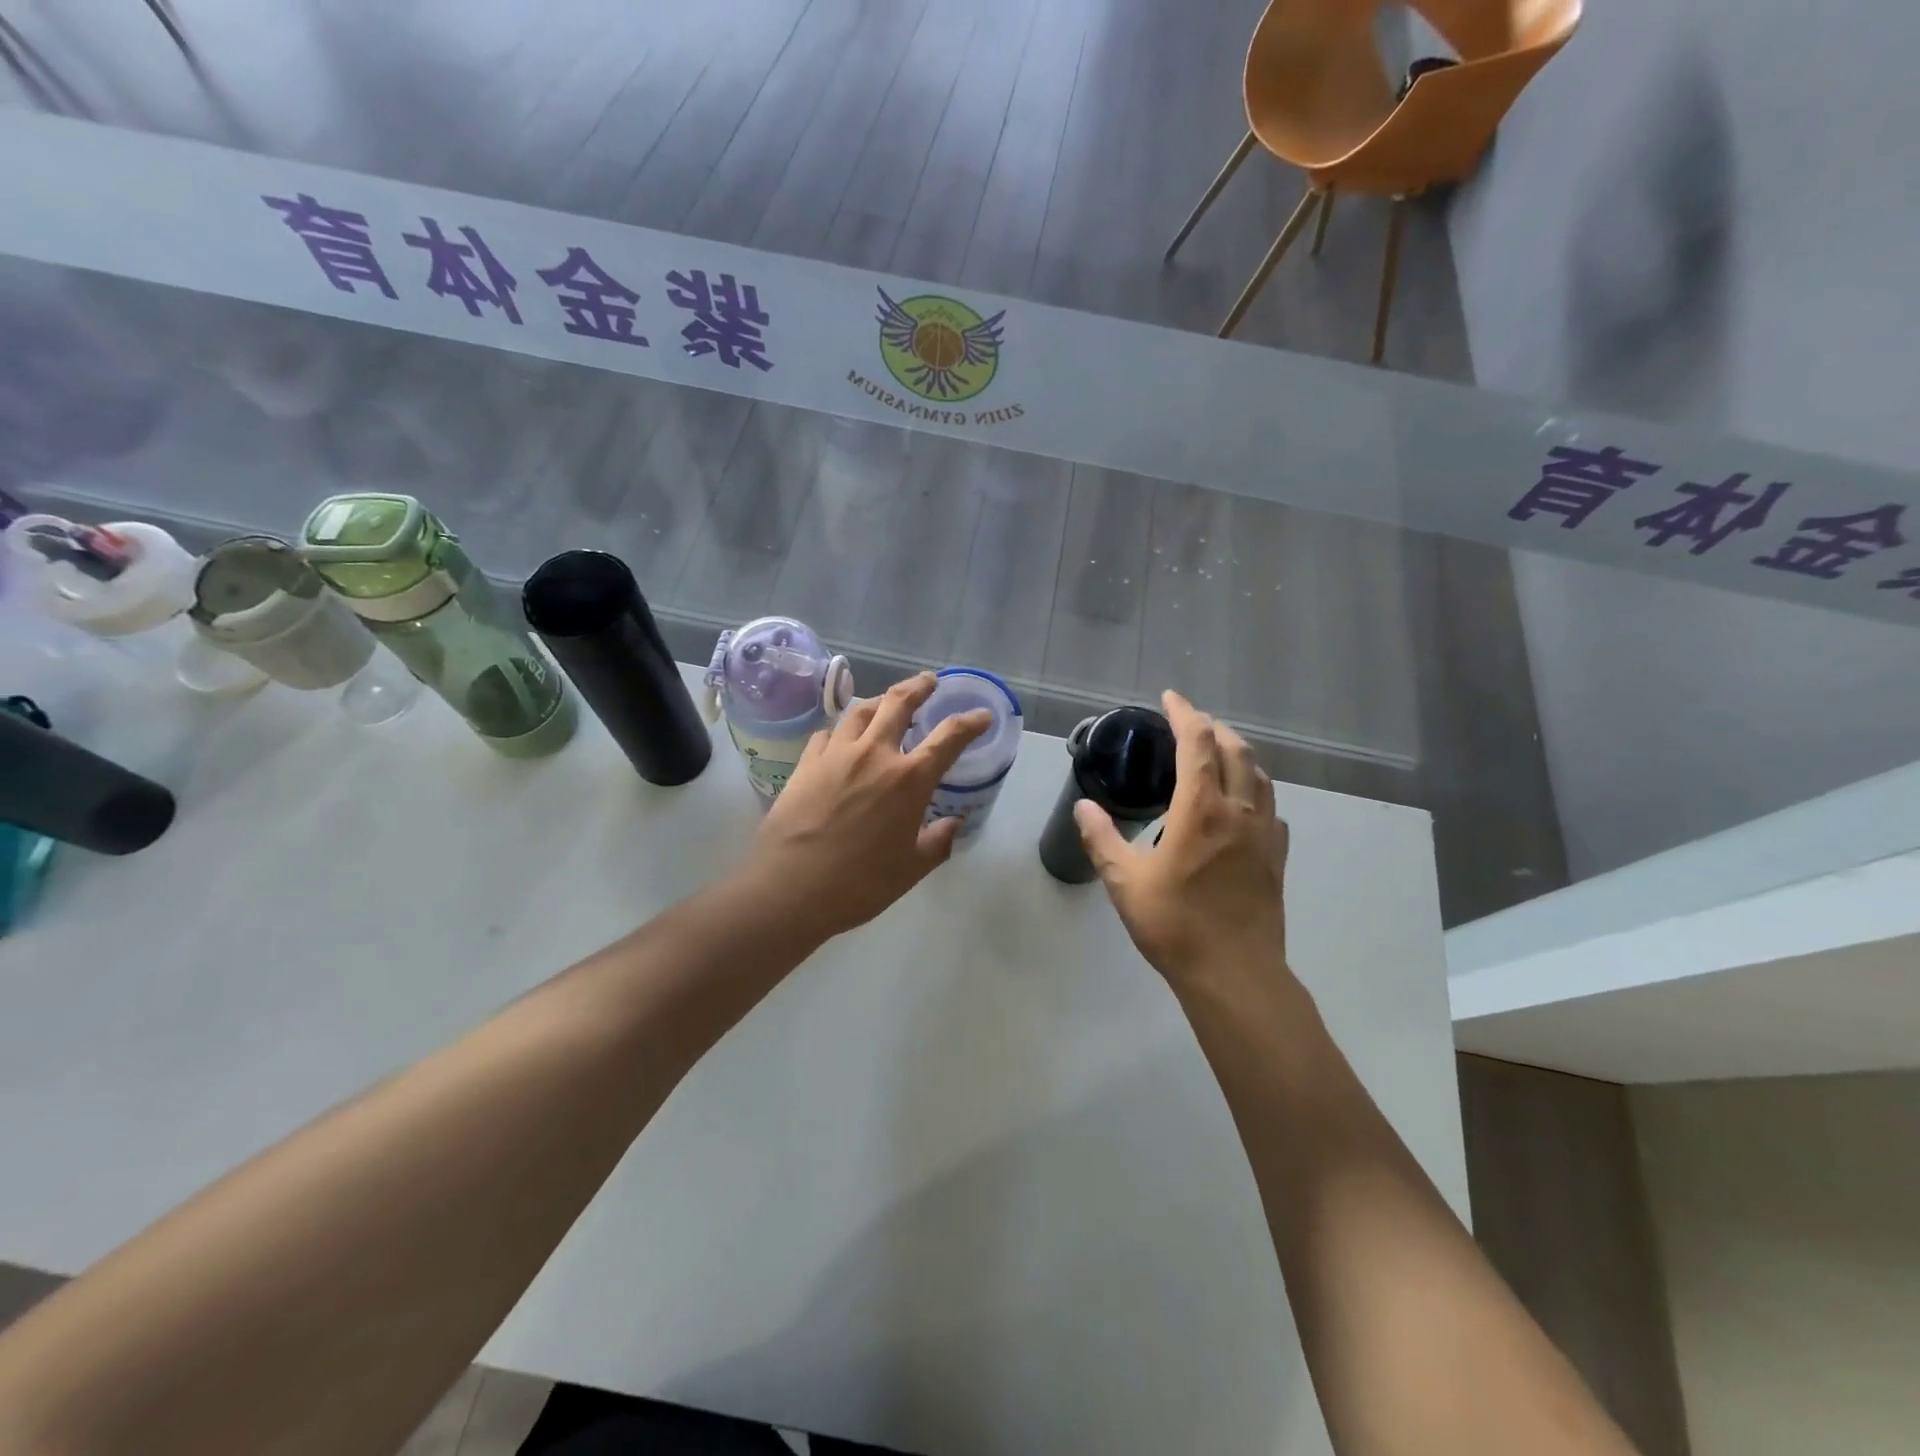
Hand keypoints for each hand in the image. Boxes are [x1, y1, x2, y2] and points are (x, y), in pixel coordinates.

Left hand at [742, 672, 990, 944]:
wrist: (790, 888)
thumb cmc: (859, 884)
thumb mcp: (911, 870)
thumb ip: (937, 842)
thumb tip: (952, 824)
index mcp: (909, 780)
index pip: (949, 738)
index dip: (970, 722)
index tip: (982, 715)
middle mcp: (874, 754)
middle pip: (899, 703)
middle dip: (919, 686)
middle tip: (929, 680)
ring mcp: (836, 755)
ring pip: (860, 711)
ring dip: (879, 701)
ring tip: (886, 702)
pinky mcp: (805, 764)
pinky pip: (828, 734)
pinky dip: (842, 730)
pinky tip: (842, 739)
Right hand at [1075, 690, 1289, 987]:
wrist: (1234, 973)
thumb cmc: (1175, 924)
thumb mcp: (1125, 882)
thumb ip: (1102, 839)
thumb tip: (1083, 807)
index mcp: (1202, 809)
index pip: (1198, 743)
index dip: (1185, 713)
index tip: (1170, 698)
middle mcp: (1239, 810)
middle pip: (1235, 749)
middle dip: (1212, 727)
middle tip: (1189, 722)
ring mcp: (1264, 833)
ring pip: (1259, 774)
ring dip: (1238, 753)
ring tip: (1216, 753)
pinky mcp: (1276, 857)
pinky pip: (1270, 806)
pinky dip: (1254, 788)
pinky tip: (1241, 804)